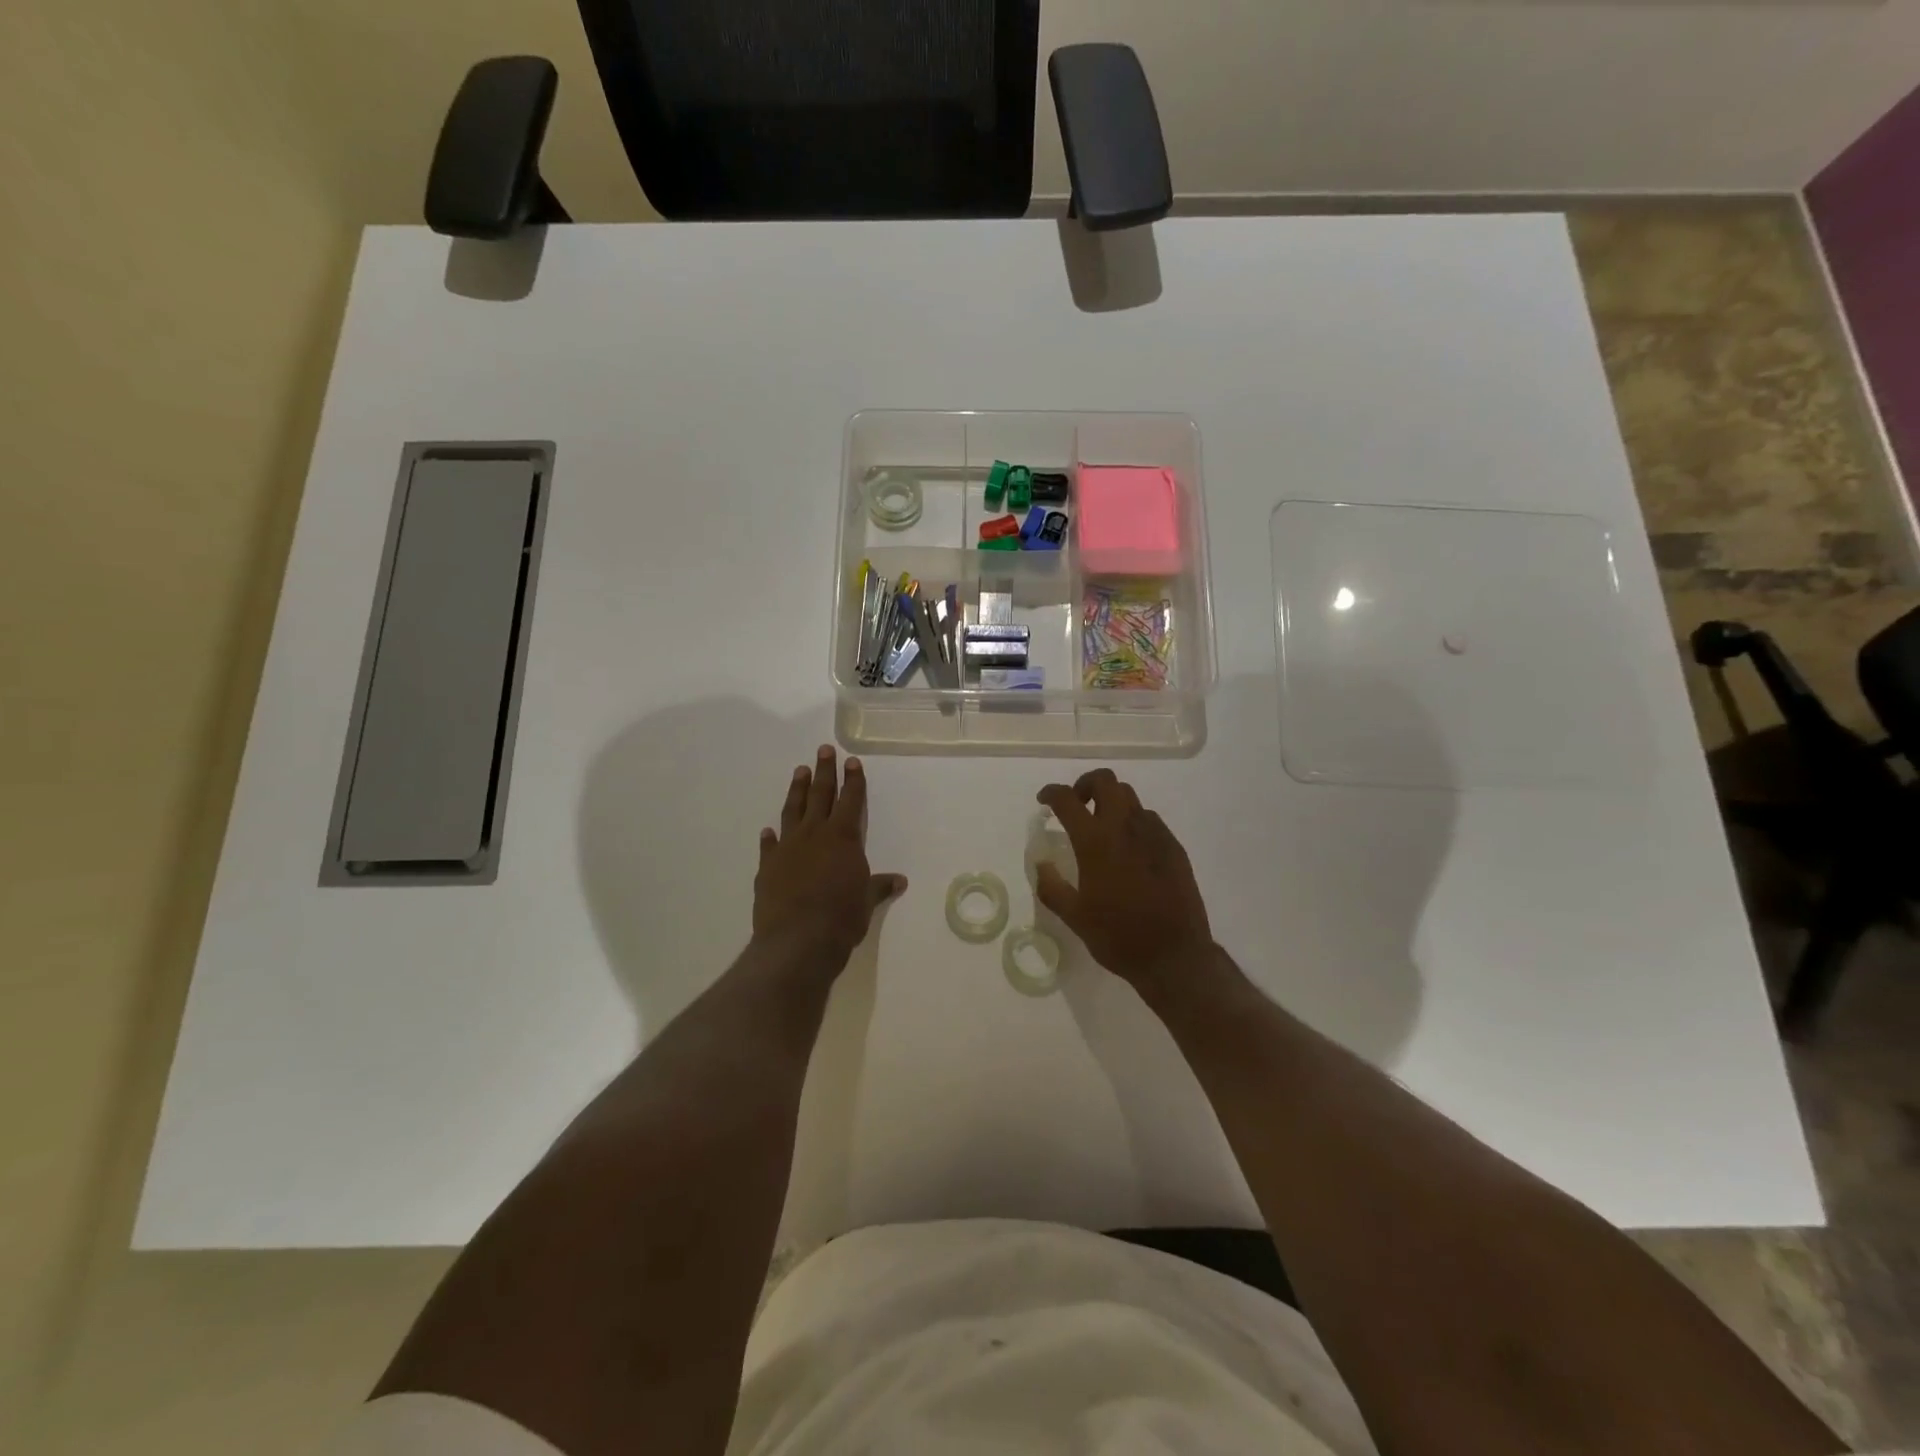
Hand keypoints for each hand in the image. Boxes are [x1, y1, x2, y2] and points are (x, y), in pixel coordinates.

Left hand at [754, 745, 906, 968]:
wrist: (797, 939)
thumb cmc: (841, 917)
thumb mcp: (866, 901)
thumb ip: (879, 886)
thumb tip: (899, 881)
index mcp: (843, 838)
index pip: (851, 801)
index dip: (853, 781)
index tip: (851, 761)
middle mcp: (814, 835)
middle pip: (820, 795)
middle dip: (824, 772)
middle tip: (823, 750)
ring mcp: (788, 848)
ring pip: (793, 811)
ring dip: (797, 790)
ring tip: (799, 771)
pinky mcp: (768, 867)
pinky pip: (770, 846)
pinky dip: (771, 837)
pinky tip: (769, 830)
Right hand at [1035, 769, 1213, 995]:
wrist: (1175, 956)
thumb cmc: (1118, 937)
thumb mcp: (1074, 917)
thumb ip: (1051, 886)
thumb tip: (1041, 864)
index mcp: (1095, 842)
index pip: (1067, 799)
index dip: (1051, 793)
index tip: (1044, 801)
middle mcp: (1125, 827)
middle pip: (1105, 780)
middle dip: (1085, 784)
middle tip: (1077, 806)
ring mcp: (1154, 833)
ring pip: (1129, 796)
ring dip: (1110, 801)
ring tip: (1102, 827)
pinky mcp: (1173, 846)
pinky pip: (1149, 819)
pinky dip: (1132, 821)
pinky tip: (1129, 850)